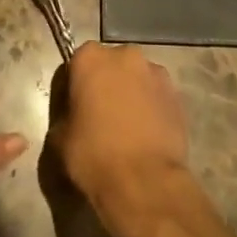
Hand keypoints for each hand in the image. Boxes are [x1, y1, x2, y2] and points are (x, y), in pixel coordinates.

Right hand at [53, 42, 191, 236]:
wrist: (145, 182)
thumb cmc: (94, 155)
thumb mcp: (60, 139)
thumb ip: (64, 115)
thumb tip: (73, 117)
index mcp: (90, 58)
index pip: (77, 62)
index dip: (75, 85)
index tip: (74, 107)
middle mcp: (125, 55)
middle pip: (110, 65)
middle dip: (106, 83)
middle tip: (100, 115)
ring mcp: (155, 72)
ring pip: (136, 78)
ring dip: (130, 93)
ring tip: (127, 127)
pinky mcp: (176, 94)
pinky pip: (156, 96)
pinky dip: (150, 107)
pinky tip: (146, 134)